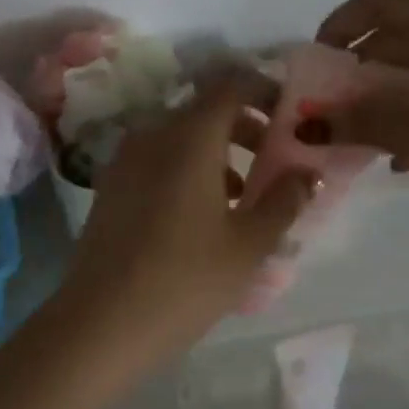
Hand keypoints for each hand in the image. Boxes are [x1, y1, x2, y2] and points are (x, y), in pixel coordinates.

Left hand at [57, 76, 311, 366]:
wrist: (100, 323)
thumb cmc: (185, 279)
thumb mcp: (248, 244)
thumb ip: (284, 200)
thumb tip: (308, 173)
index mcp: (189, 137)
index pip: (230, 85)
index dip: (264, 90)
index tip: (290, 114)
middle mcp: (152, 135)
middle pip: (204, 110)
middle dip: (244, 126)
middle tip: (274, 159)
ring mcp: (124, 160)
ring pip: (179, 137)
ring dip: (215, 153)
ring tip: (243, 196)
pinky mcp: (109, 187)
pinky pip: (157, 160)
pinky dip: (186, 169)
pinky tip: (201, 215)